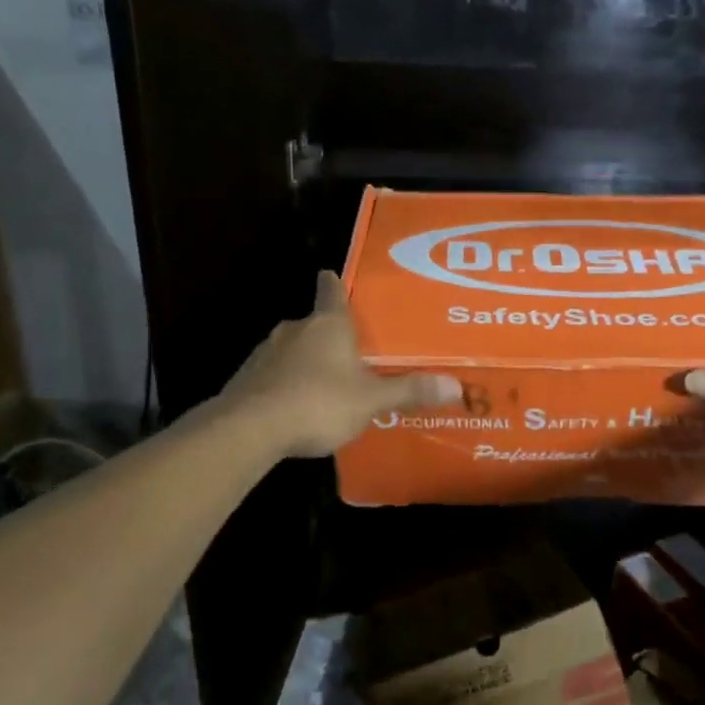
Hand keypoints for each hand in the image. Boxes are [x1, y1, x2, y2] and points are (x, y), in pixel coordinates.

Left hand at [220, 271, 461, 457]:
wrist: (248, 429)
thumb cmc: (318, 402)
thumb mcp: (371, 400)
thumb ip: (410, 391)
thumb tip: (458, 386)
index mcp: (328, 325)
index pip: (332, 291)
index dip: (335, 283)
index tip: (332, 276)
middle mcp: (295, 330)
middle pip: (314, 323)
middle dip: (329, 334)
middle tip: (350, 350)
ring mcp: (266, 353)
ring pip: (292, 349)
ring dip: (306, 360)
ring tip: (326, 383)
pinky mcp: (247, 379)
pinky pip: (274, 374)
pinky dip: (286, 383)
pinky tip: (297, 405)